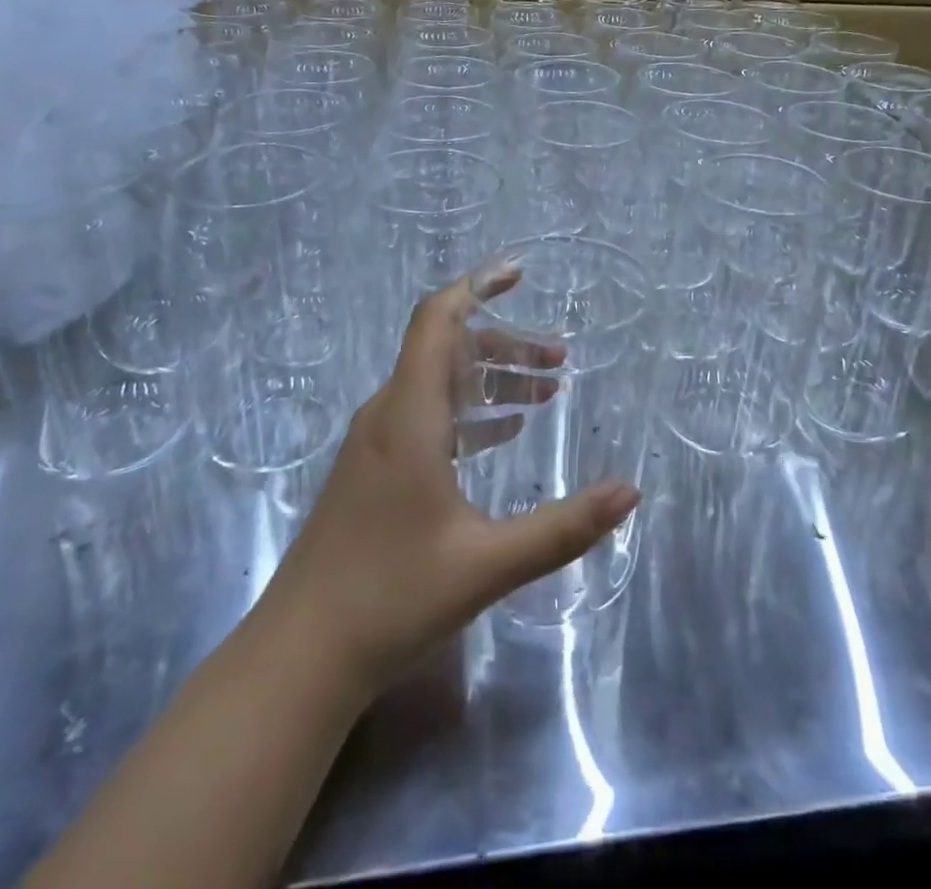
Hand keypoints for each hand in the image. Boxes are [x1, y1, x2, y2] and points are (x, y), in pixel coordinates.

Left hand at [256, 263, 640, 693]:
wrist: (299, 657)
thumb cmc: (391, 599)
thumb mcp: (488, 564)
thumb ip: (563, 527)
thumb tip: (631, 491)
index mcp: (410, 415)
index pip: (438, 320)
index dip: (477, 287)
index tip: (519, 272)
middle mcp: (390, 414)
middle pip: (449, 350)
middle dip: (506, 345)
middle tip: (561, 360)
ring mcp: (377, 443)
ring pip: (440, 384)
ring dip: (492, 380)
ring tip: (546, 392)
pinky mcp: (375, 471)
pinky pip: (429, 416)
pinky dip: (470, 412)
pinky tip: (503, 434)